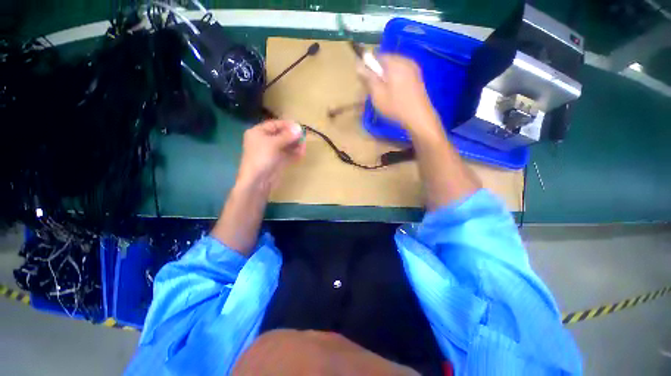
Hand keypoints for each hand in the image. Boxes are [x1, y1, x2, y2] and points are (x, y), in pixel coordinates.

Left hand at [236, 120, 305, 191]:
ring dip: (295, 145)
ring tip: (304, 146)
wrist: (257, 181)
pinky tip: (302, 153)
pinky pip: (287, 155)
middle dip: (292, 136)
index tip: (299, 127)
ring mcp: (271, 152)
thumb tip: (299, 128)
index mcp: (258, 133)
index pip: (274, 125)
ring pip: (286, 146)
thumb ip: (287, 136)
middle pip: (281, 135)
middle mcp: (264, 141)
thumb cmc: (262, 158)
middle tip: (303, 137)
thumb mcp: (274, 143)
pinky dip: (294, 154)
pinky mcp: (277, 162)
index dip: (287, 125)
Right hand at [357, 54, 434, 129]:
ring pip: (393, 69)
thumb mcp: (377, 94)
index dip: (368, 67)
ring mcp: (413, 68)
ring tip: (382, 94)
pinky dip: (394, 81)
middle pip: (386, 62)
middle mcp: (405, 61)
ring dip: (385, 79)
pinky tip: (393, 94)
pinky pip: (401, 74)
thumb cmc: (395, 106)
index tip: (365, 82)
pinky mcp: (417, 77)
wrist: (419, 117)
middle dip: (377, 74)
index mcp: (395, 63)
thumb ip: (368, 78)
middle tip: (372, 90)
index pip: (377, 56)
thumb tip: (358, 64)